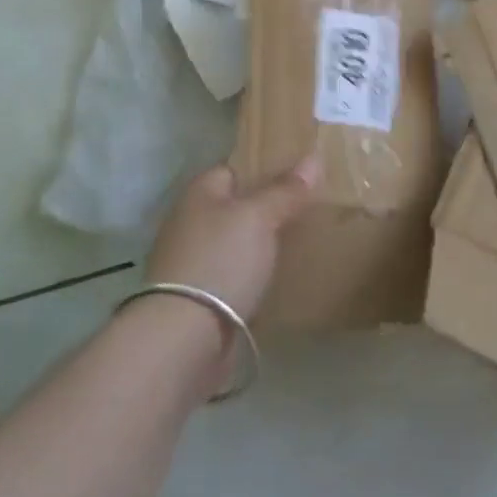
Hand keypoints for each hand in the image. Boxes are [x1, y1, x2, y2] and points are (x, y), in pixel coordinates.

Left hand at [145, 157, 319, 323]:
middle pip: (237, 206)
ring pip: (237, 242)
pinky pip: (236, 275)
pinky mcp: (201, 297)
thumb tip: (313, 157)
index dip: (266, 168)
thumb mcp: (258, 217)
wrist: (183, 338)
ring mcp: (194, 261)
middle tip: (310, 208)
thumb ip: (285, 190)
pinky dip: (255, 276)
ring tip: (304, 241)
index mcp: (200, 192)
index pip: (236, 168)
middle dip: (268, 208)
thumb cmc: (219, 261)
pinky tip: (280, 279)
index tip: (302, 174)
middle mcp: (192, 221)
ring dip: (262, 244)